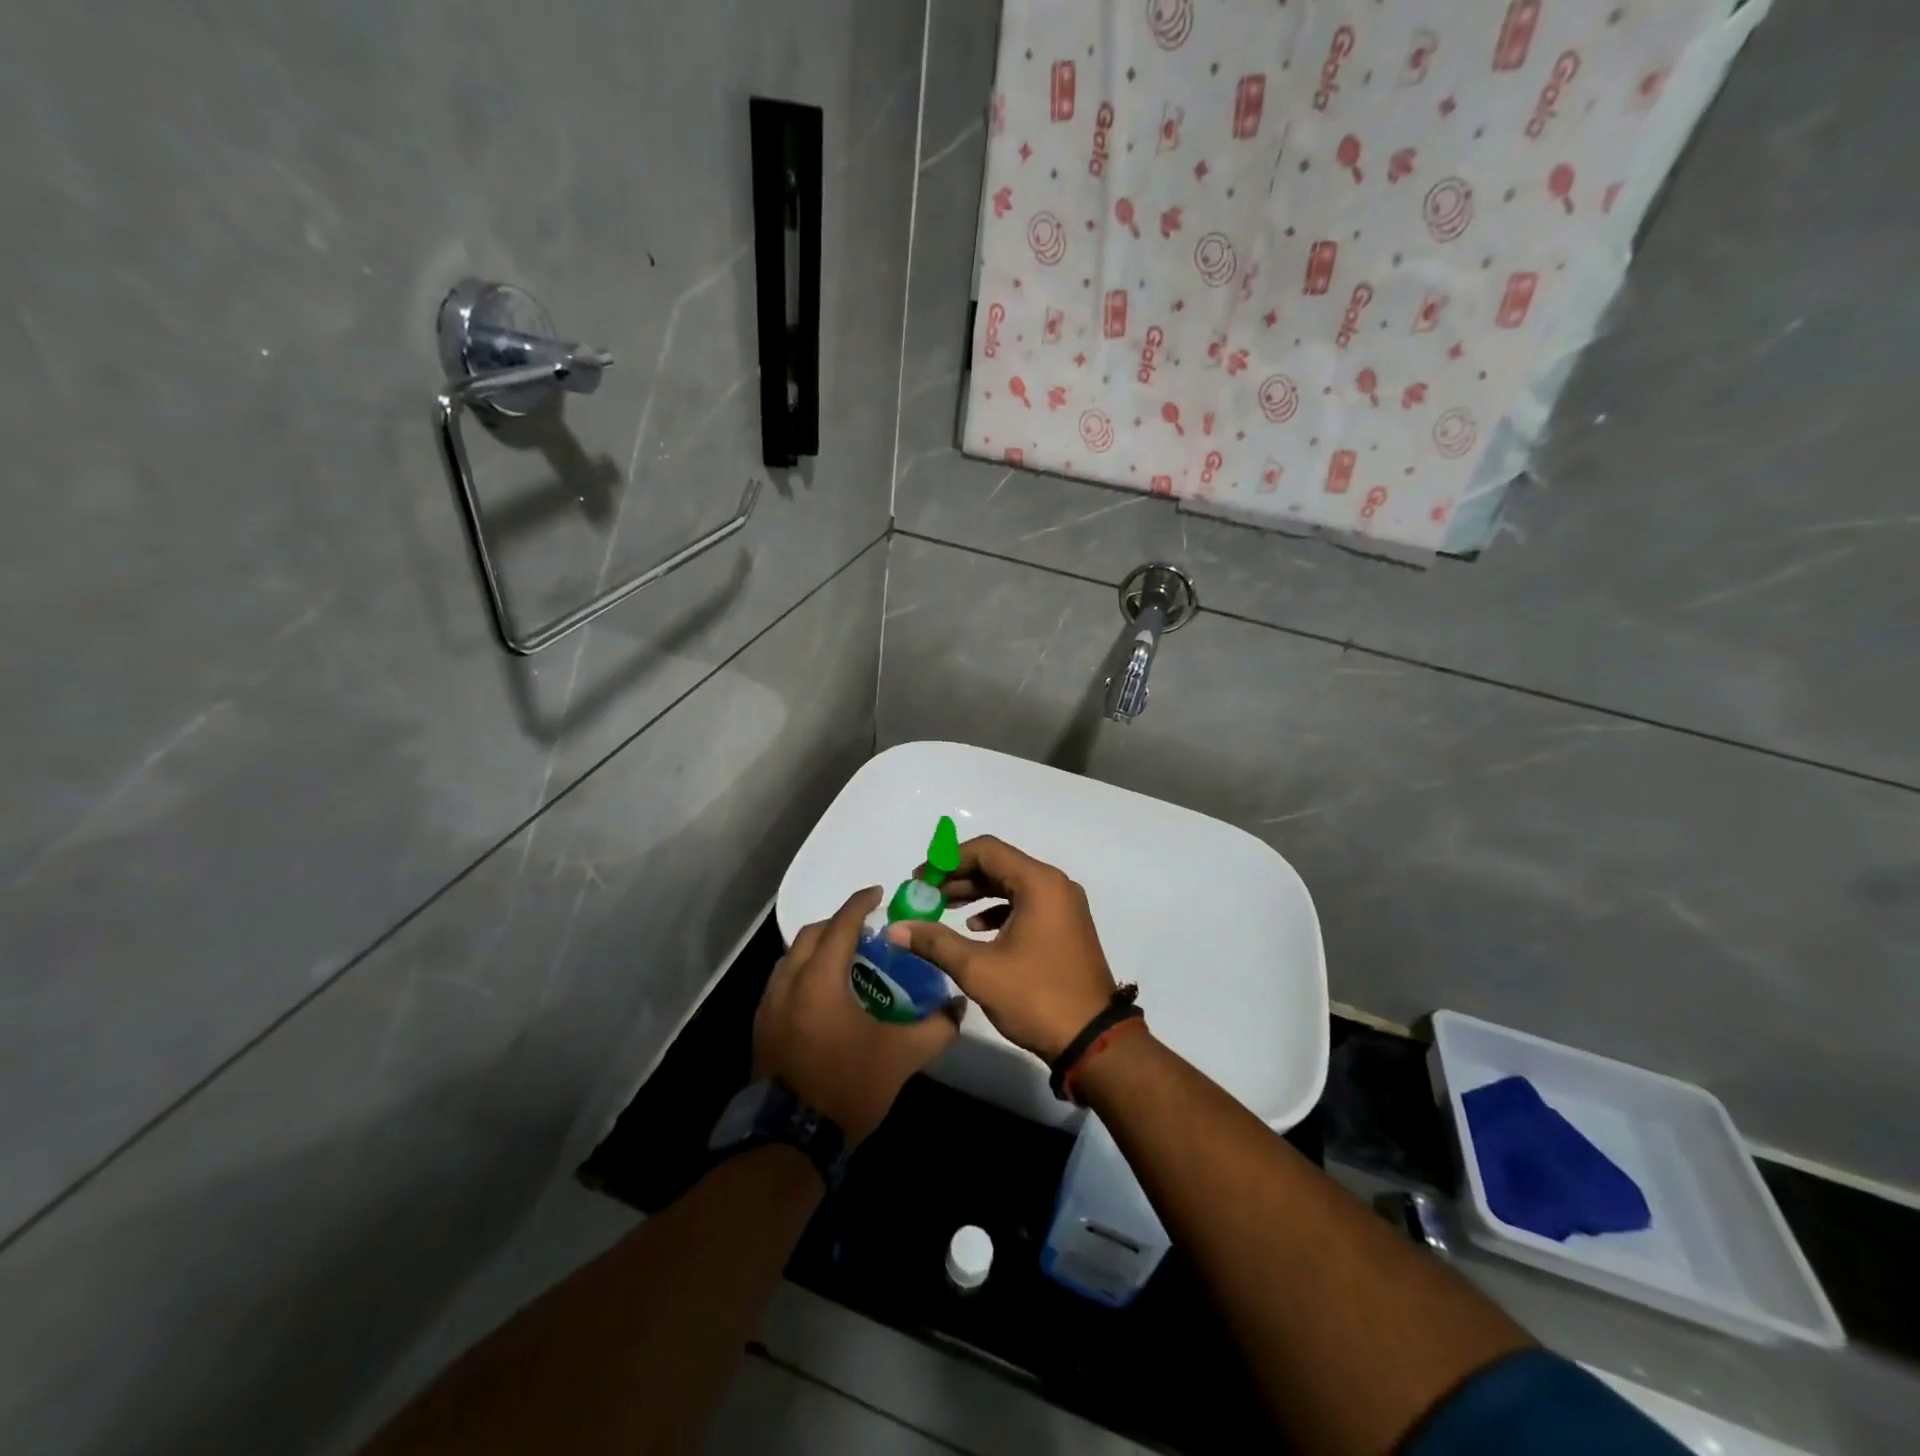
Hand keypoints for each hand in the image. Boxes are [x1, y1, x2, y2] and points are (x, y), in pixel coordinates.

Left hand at [753, 886, 961, 1145]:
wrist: (791, 1140)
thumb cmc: (847, 1085)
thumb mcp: (901, 1056)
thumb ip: (936, 1027)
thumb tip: (958, 1006)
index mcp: (819, 978)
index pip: (841, 924)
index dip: (861, 903)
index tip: (879, 893)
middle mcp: (787, 981)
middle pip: (812, 934)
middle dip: (838, 923)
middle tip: (868, 930)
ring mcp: (768, 1005)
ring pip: (793, 958)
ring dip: (819, 948)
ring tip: (848, 960)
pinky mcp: (761, 1027)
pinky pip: (783, 982)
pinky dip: (805, 973)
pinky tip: (825, 995)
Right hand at [886, 836, 1116, 1061]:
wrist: (1093, 1040)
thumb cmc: (1036, 996)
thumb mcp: (979, 970)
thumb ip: (935, 943)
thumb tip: (896, 929)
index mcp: (1039, 883)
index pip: (986, 850)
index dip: (947, 860)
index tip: (920, 879)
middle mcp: (1054, 885)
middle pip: (998, 864)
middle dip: (958, 876)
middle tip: (925, 894)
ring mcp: (1063, 906)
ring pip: (1011, 884)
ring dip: (976, 892)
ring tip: (941, 908)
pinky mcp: (1065, 926)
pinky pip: (1025, 904)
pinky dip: (997, 910)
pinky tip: (974, 927)